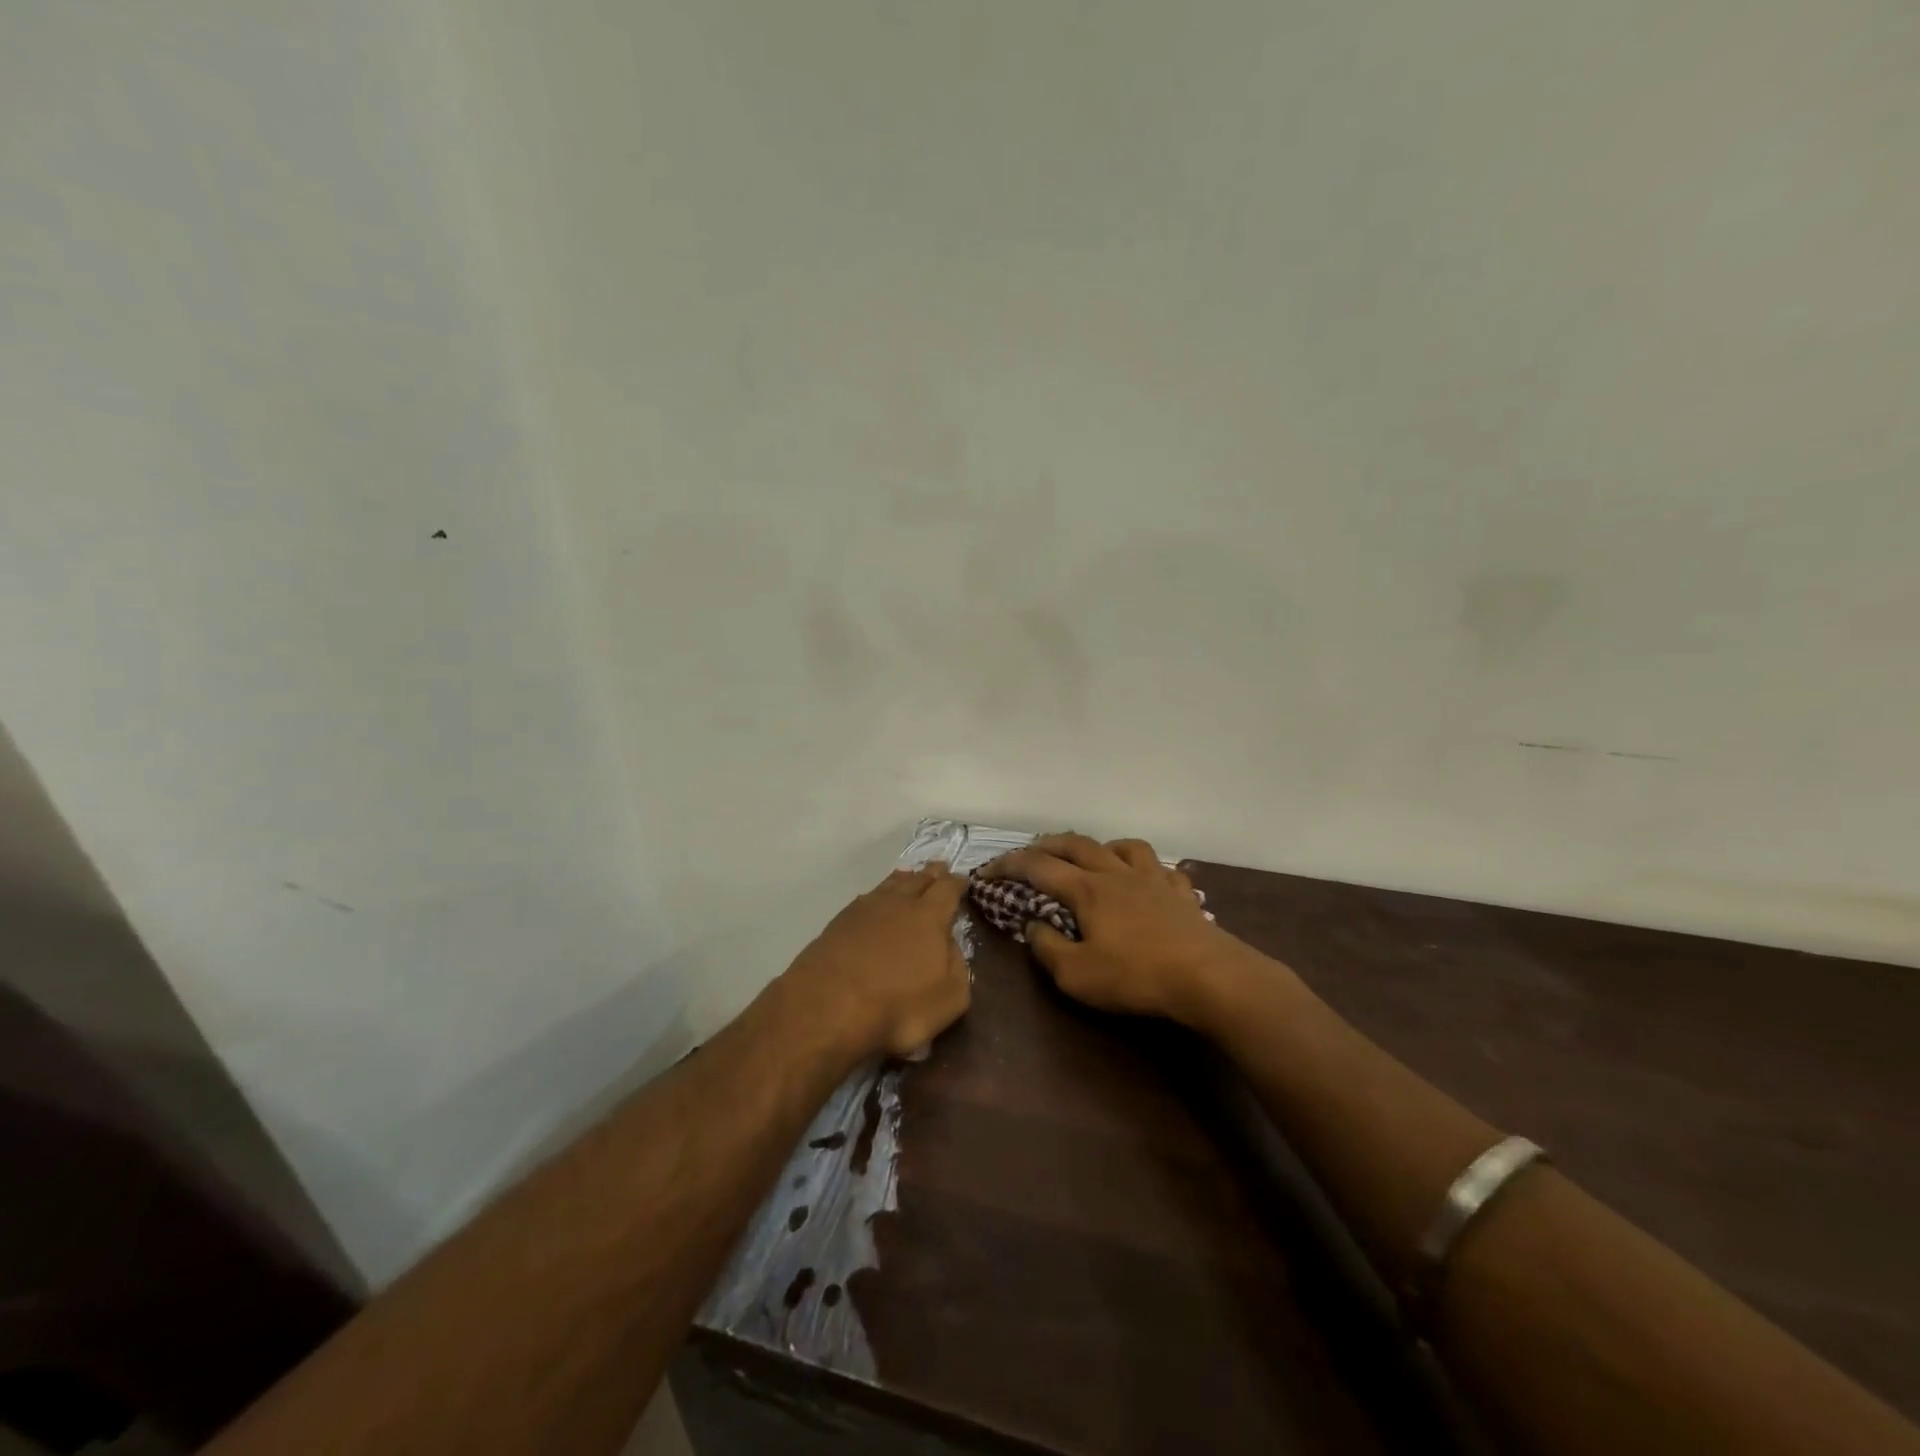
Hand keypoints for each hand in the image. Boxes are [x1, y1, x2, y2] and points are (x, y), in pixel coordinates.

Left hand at [781, 863, 971, 1060]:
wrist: (828, 1006)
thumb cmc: (898, 1005)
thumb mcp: (950, 996)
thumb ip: (957, 965)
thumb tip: (949, 946)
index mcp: (929, 915)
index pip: (948, 888)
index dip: (957, 882)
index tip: (963, 879)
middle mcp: (898, 902)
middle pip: (918, 879)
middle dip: (931, 874)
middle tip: (939, 868)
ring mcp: (864, 909)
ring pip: (889, 885)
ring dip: (903, 879)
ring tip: (909, 876)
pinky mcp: (838, 923)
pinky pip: (866, 899)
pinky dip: (877, 897)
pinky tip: (874, 902)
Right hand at [979, 833, 1238, 1024]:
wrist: (1207, 977)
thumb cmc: (1135, 976)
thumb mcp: (1076, 975)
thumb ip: (1047, 948)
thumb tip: (1032, 926)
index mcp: (1086, 889)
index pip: (1037, 867)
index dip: (1008, 865)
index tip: (987, 871)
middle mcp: (1116, 874)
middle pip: (1077, 844)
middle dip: (1047, 845)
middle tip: (1030, 853)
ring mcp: (1153, 879)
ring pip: (1123, 846)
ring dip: (1100, 846)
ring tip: (1092, 858)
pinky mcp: (1181, 893)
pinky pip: (1162, 868)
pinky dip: (1147, 868)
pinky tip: (1147, 880)